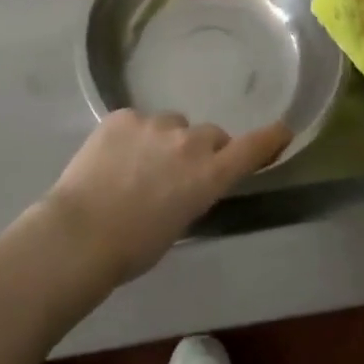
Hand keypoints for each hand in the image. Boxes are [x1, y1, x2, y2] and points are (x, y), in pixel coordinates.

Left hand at [38, 110, 290, 284]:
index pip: (251, 149)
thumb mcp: (178, 223)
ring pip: (171, 125)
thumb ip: (193, 192)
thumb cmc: (133, 247)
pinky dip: (132, 137)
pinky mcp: (123, 115)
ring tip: (137, 167)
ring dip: (165, 141)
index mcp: (208, 175)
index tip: (283, 128)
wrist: (80, 232)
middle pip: (209, 135)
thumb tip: (187, 180)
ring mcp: (154, 123)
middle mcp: (189, 141)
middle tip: (178, 173)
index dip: (269, 138)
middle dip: (201, 150)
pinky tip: (113, 159)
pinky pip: (137, 122)